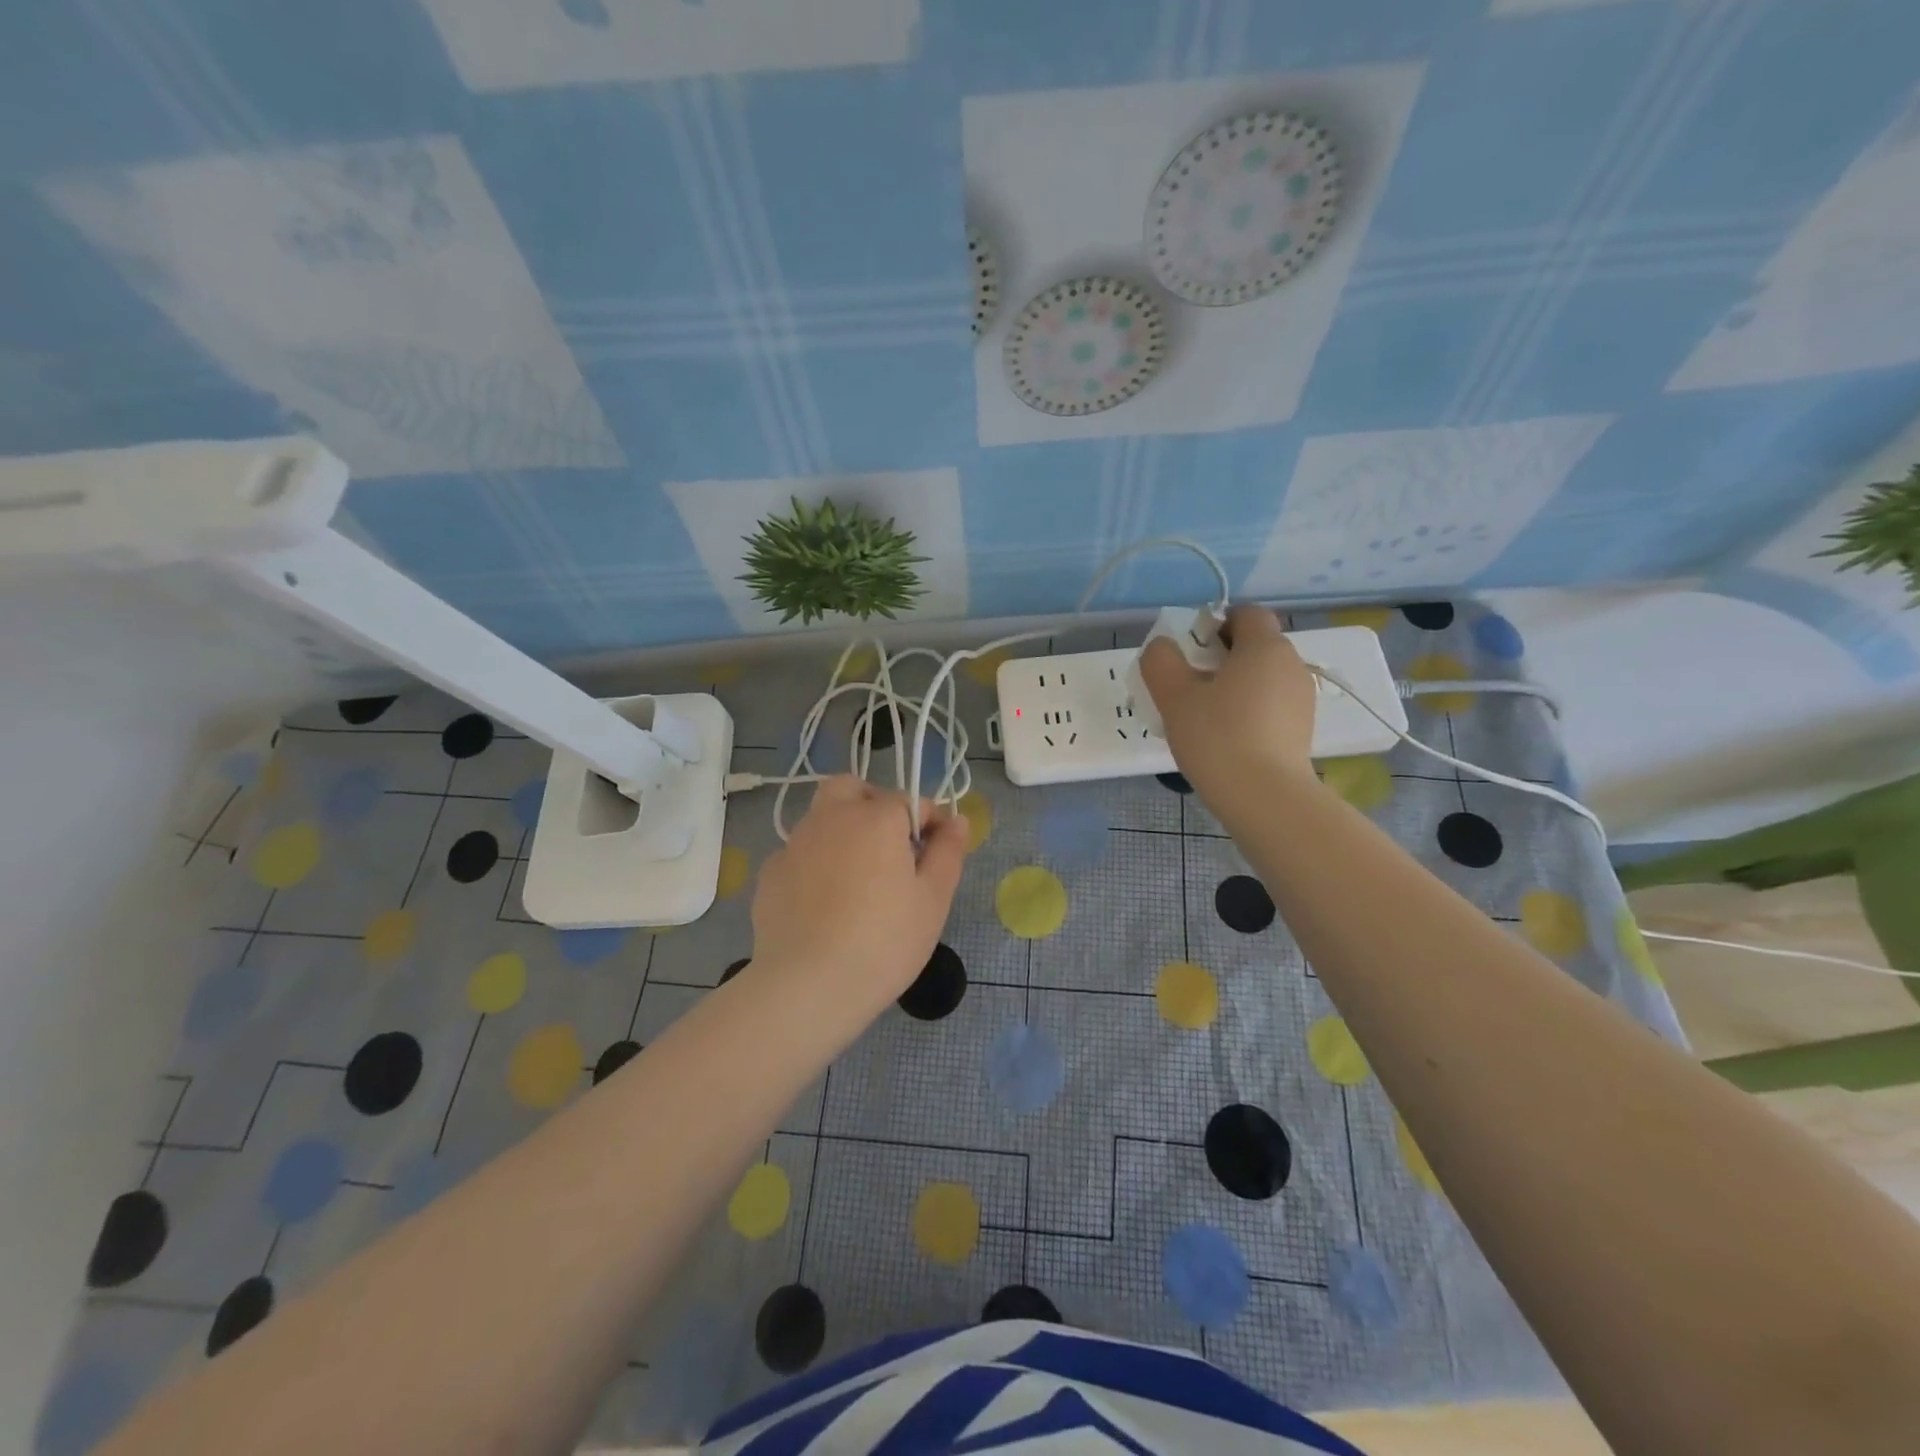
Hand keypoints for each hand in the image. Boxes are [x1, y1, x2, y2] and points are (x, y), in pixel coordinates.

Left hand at [749, 777, 969, 1010]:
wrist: (807, 986)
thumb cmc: (884, 941)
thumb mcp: (933, 900)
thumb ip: (948, 852)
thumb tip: (957, 820)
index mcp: (876, 818)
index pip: (910, 801)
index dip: (929, 822)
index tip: (936, 853)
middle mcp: (831, 818)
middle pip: (852, 789)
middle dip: (873, 805)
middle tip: (889, 846)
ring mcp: (794, 844)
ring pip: (821, 818)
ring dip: (842, 832)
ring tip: (857, 880)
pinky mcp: (769, 873)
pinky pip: (799, 854)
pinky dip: (815, 865)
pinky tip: (823, 904)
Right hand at [1140, 604, 1317, 802]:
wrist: (1265, 798)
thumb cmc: (1217, 737)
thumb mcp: (1174, 696)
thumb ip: (1161, 661)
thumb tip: (1162, 646)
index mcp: (1264, 647)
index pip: (1246, 613)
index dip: (1216, 623)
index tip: (1191, 652)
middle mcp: (1291, 664)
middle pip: (1255, 645)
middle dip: (1222, 657)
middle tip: (1190, 686)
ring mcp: (1302, 698)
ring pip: (1263, 677)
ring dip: (1235, 686)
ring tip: (1206, 717)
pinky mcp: (1303, 729)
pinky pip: (1272, 704)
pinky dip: (1250, 710)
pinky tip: (1227, 738)